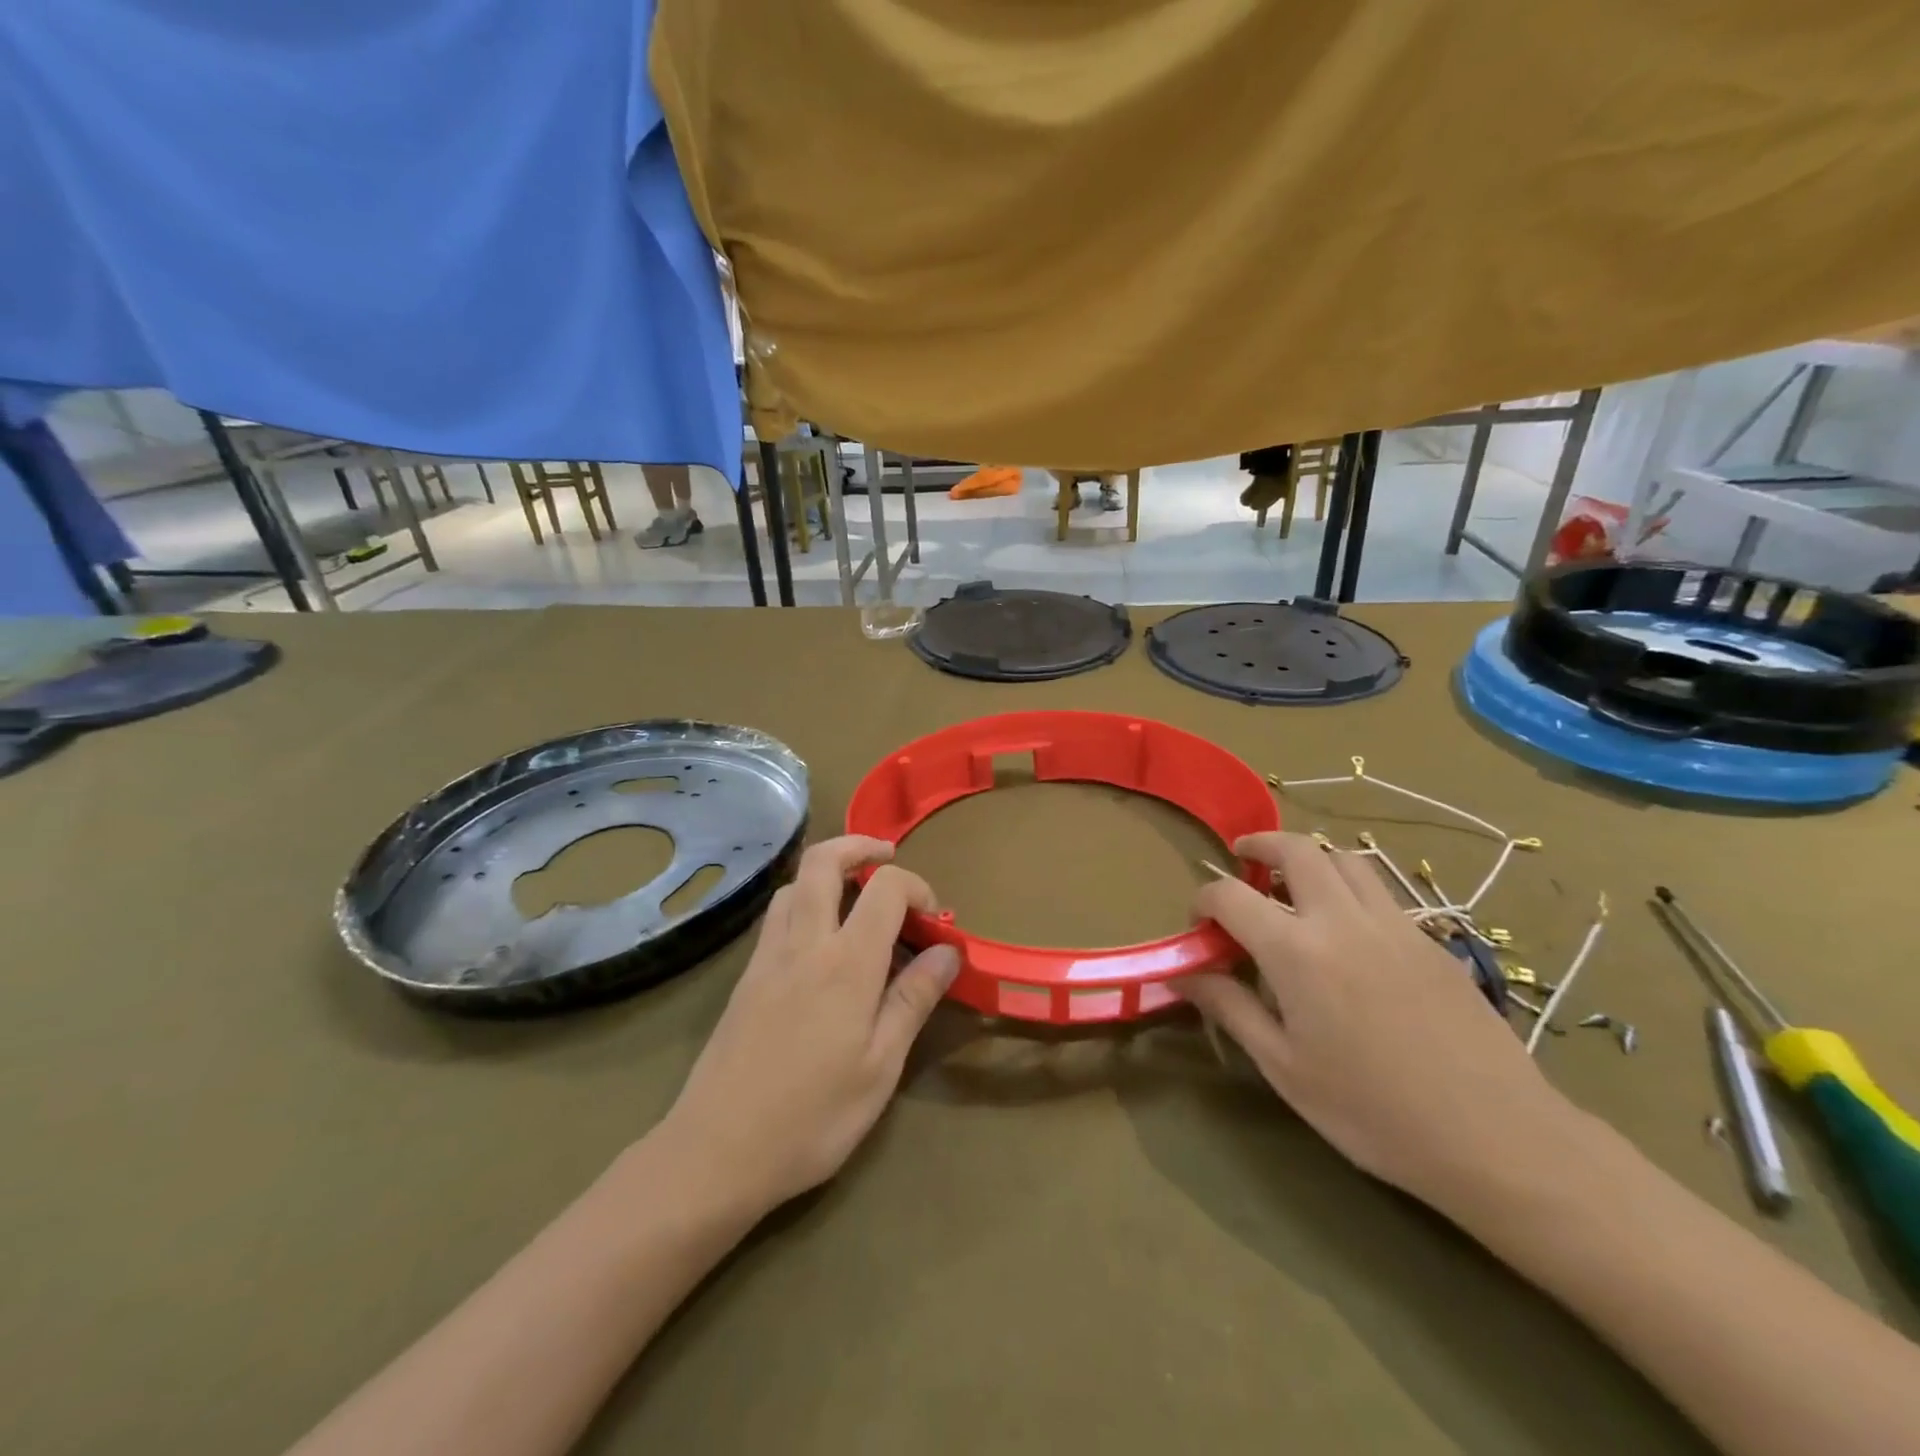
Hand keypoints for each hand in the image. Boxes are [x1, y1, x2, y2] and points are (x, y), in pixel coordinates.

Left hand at [657, 835, 959, 1218]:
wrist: (715, 1152)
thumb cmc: (812, 1118)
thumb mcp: (880, 1067)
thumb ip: (913, 999)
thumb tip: (948, 951)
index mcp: (846, 963)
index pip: (885, 887)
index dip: (916, 887)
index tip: (934, 921)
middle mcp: (803, 943)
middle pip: (824, 861)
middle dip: (860, 846)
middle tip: (888, 859)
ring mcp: (767, 956)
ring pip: (795, 884)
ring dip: (828, 873)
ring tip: (856, 899)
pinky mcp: (746, 976)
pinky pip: (777, 915)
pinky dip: (805, 902)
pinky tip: (819, 942)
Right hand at [1180, 832, 1586, 1216]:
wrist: (1496, 1137)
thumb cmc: (1372, 1110)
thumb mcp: (1284, 1067)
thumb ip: (1230, 1009)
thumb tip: (1182, 975)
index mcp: (1295, 951)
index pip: (1230, 896)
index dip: (1204, 900)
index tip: (1199, 923)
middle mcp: (1341, 920)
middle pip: (1296, 849)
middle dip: (1259, 844)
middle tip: (1242, 859)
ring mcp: (1393, 925)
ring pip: (1345, 859)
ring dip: (1310, 858)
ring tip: (1295, 885)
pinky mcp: (1431, 941)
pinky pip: (1381, 892)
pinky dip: (1350, 888)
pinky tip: (1349, 931)